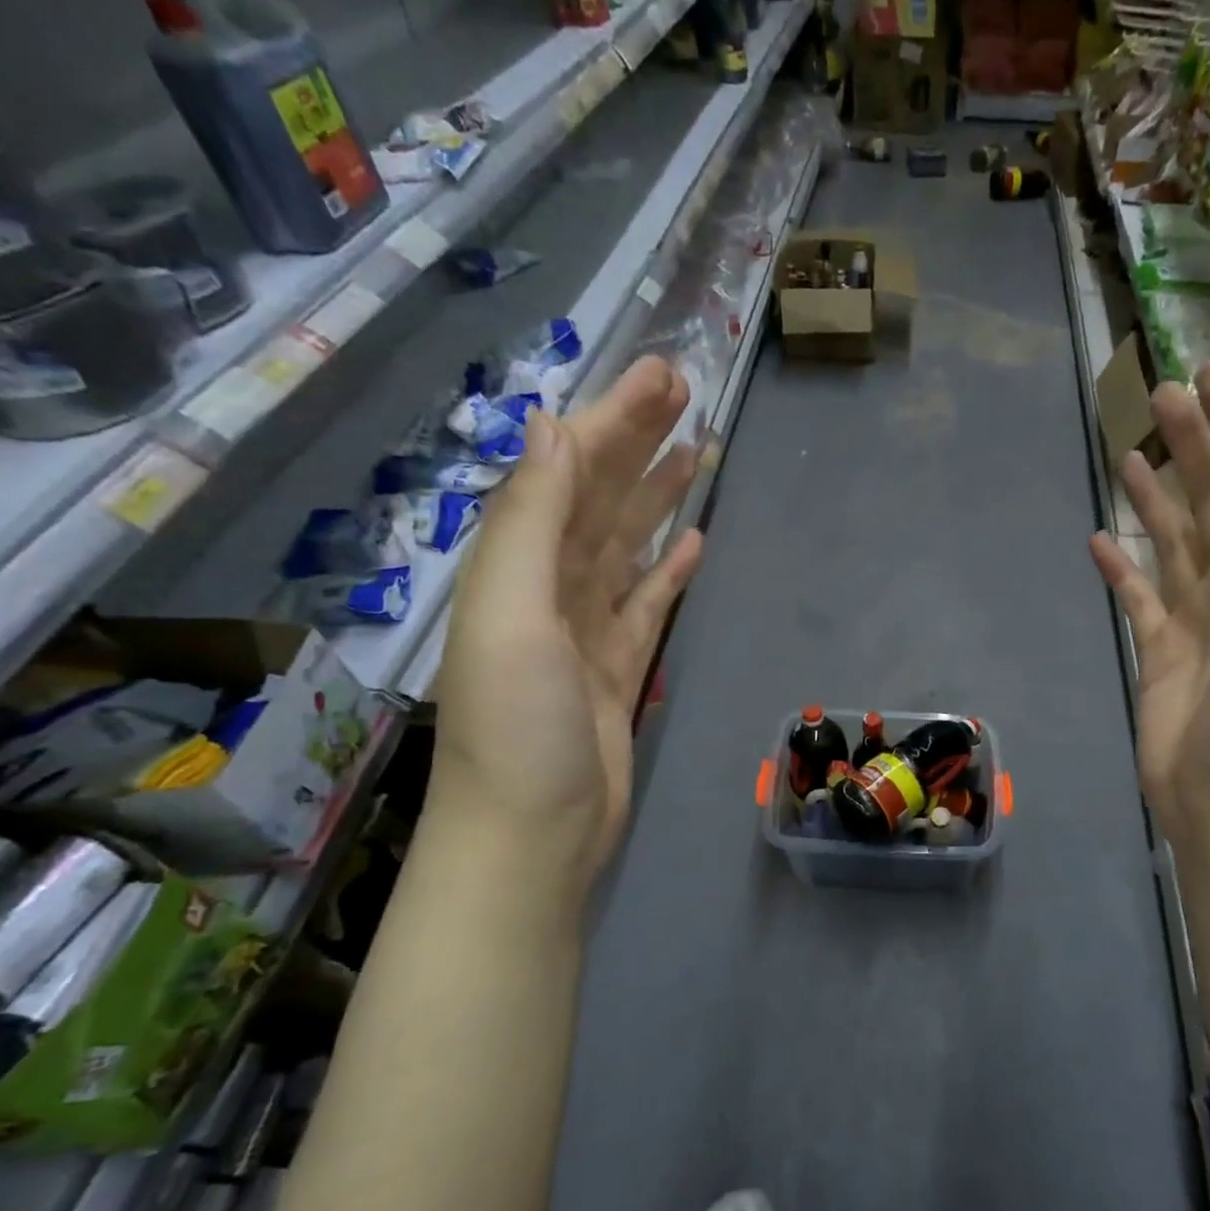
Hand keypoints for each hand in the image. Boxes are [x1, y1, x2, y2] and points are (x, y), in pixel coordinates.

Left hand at [433, 356, 703, 871]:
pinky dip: (667, 569)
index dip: (613, 420)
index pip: (569, 471)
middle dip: (640, 442)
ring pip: (627, 545)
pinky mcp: (618, 666)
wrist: (533, 834)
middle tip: (687, 391)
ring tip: (699, 453)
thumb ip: (529, 519)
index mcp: (518, 564)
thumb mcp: (510, 613)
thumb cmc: (517, 726)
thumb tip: (551, 425)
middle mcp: (549, 585)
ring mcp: (587, 628)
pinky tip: (692, 542)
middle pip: (601, 498)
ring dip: (658, 497)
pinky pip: (646, 602)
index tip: (661, 376)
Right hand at [1089, 358, 1209, 843]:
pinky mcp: (1158, 646)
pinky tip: (1098, 539)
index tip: (1209, 373)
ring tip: (1128, 452)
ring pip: (1174, 538)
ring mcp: (1197, 614)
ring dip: (1155, 496)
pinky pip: (1137, 594)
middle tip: (1158, 392)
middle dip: (1191, 444)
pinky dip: (1120, 566)